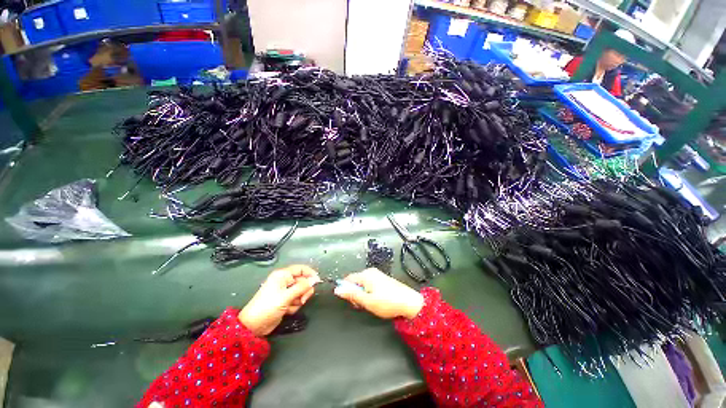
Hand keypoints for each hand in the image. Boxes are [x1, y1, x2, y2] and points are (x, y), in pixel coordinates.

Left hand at [239, 265, 319, 336]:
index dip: (310, 274)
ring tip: (290, 306)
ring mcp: (285, 291)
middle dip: (304, 291)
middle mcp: (285, 281)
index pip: (301, 269)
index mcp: (283, 275)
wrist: (253, 326)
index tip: (318, 281)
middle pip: (303, 281)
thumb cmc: (268, 307)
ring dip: (299, 300)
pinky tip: (286, 311)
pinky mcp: (285, 301)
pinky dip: (294, 306)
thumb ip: (302, 287)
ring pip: (301, 292)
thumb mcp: (286, 296)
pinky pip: (297, 300)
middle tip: (303, 299)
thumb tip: (315, 279)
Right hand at [334, 268, 423, 319]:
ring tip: (372, 304)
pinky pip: (370, 285)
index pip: (348, 279)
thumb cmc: (388, 302)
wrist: (409, 303)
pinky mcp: (383, 280)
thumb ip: (351, 294)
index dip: (347, 291)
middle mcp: (371, 272)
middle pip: (355, 282)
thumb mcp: (367, 301)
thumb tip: (337, 289)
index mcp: (366, 274)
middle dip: (356, 294)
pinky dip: (370, 293)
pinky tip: (377, 301)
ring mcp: (378, 275)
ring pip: (363, 285)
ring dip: (363, 295)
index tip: (353, 301)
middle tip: (364, 304)